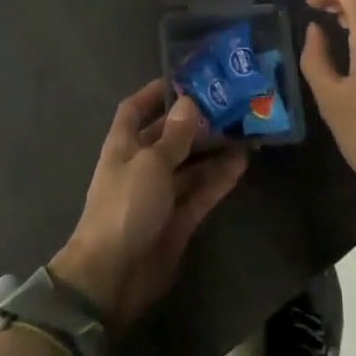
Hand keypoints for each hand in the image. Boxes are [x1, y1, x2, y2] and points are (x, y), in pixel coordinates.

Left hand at [50, 81, 247, 329]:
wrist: (112, 277)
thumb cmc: (125, 206)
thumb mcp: (151, 164)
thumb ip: (174, 135)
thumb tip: (189, 102)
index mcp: (123, 145)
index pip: (135, 109)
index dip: (154, 93)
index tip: (183, 79)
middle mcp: (141, 165)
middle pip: (169, 136)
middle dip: (195, 122)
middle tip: (228, 105)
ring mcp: (160, 194)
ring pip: (190, 165)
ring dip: (212, 150)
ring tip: (243, 132)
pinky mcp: (177, 221)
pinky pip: (200, 192)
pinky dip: (218, 179)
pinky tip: (241, 164)